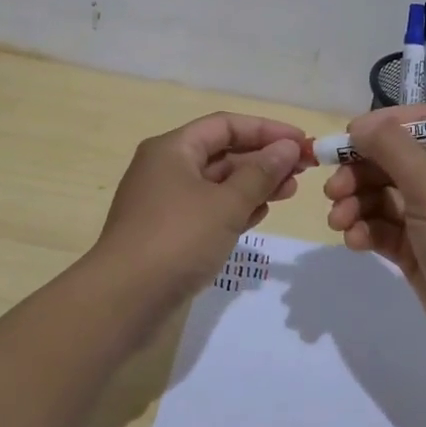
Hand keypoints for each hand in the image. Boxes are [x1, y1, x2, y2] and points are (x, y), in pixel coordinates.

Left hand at [93, 112, 312, 318]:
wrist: (123, 300)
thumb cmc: (177, 240)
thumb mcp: (226, 204)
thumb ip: (261, 173)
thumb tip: (288, 147)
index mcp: (173, 149)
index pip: (226, 125)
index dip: (267, 130)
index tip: (302, 142)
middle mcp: (166, 168)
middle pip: (222, 152)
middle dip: (263, 159)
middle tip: (302, 172)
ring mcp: (165, 201)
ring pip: (217, 183)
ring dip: (253, 185)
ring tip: (288, 194)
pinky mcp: (168, 232)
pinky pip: (208, 209)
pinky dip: (234, 208)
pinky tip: (260, 215)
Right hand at [322, 106, 425, 366]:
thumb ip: (392, 148)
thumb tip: (361, 124)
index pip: (416, 124)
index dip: (381, 127)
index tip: (348, 138)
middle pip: (390, 162)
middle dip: (358, 172)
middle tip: (332, 190)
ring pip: (381, 197)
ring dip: (355, 204)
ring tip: (338, 221)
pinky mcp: (415, 250)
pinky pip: (381, 229)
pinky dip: (364, 230)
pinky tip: (353, 240)